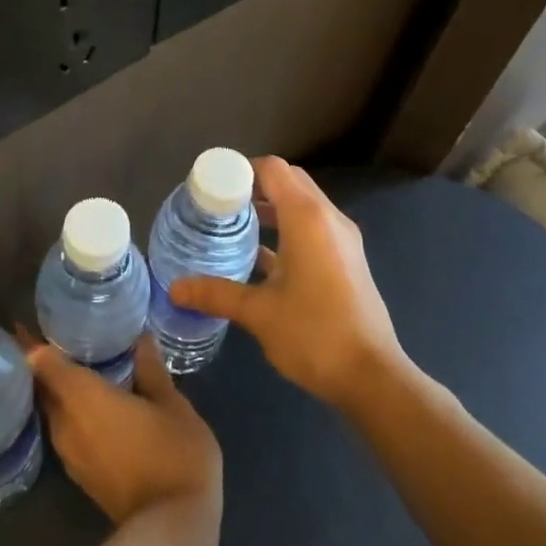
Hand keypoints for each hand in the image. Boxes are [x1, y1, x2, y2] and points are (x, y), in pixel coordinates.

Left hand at [20, 333, 222, 524]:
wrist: (171, 528)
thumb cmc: (174, 454)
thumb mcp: (172, 405)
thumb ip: (152, 370)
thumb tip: (141, 339)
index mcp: (83, 397)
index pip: (41, 362)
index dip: (30, 340)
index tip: (30, 320)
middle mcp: (66, 423)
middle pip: (42, 387)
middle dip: (43, 362)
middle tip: (59, 334)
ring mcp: (70, 453)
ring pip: (53, 410)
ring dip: (58, 389)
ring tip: (78, 363)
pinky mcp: (80, 474)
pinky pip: (65, 429)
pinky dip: (71, 410)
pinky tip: (93, 401)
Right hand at [169, 156, 405, 410]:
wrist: (371, 375)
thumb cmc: (314, 334)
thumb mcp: (258, 313)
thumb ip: (215, 293)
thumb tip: (174, 288)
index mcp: (307, 218)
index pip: (272, 169)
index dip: (241, 171)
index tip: (212, 189)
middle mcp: (329, 218)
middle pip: (289, 181)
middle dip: (254, 187)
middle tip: (220, 206)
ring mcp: (342, 239)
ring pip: (303, 205)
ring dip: (272, 208)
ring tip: (234, 227)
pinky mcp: (347, 260)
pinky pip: (313, 228)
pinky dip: (288, 230)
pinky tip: (260, 257)